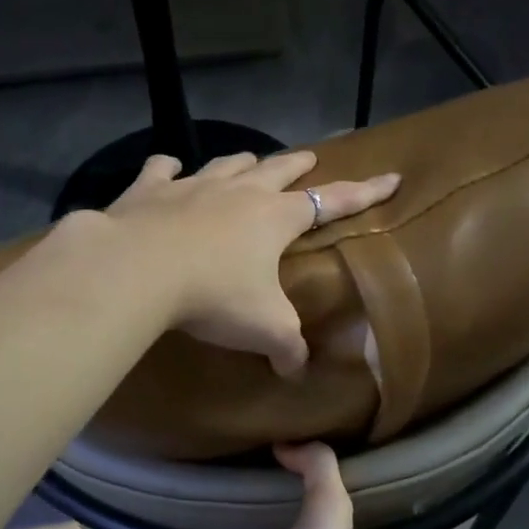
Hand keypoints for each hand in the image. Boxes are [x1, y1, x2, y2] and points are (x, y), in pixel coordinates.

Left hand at [102, 150, 398, 374]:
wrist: (138, 270)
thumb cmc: (214, 296)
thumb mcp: (264, 329)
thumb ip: (288, 348)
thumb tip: (296, 371)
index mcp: (275, 218)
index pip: (331, 202)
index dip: (364, 193)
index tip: (390, 177)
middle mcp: (239, 193)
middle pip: (277, 170)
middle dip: (298, 165)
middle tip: (310, 158)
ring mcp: (192, 186)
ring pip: (226, 164)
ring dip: (242, 162)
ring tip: (250, 160)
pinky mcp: (148, 191)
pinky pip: (161, 170)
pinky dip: (167, 169)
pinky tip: (167, 167)